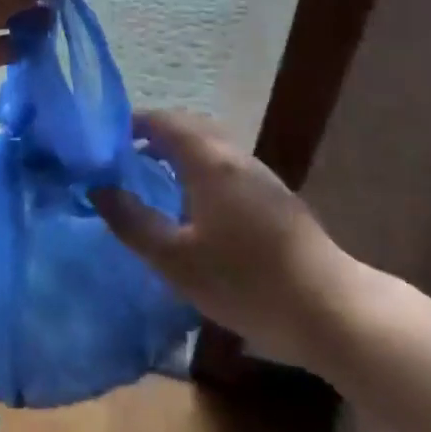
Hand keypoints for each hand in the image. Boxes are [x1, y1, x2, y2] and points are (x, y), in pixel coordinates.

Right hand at [93, 109, 360, 369]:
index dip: (132, 123)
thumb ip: (133, 222)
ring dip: (178, 150)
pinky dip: (199, 167)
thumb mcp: (176, 260)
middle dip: (154, 134)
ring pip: (211, 146)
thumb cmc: (246, 282)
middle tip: (122, 157)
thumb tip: (98, 189)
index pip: (164, 122)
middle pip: (190, 127)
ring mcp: (260, 176)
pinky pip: (226, 165)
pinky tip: (193, 204)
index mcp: (210, 161)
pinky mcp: (275, 198)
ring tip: (151, 178)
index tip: (103, 140)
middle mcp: (236, 157)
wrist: (331, 310)